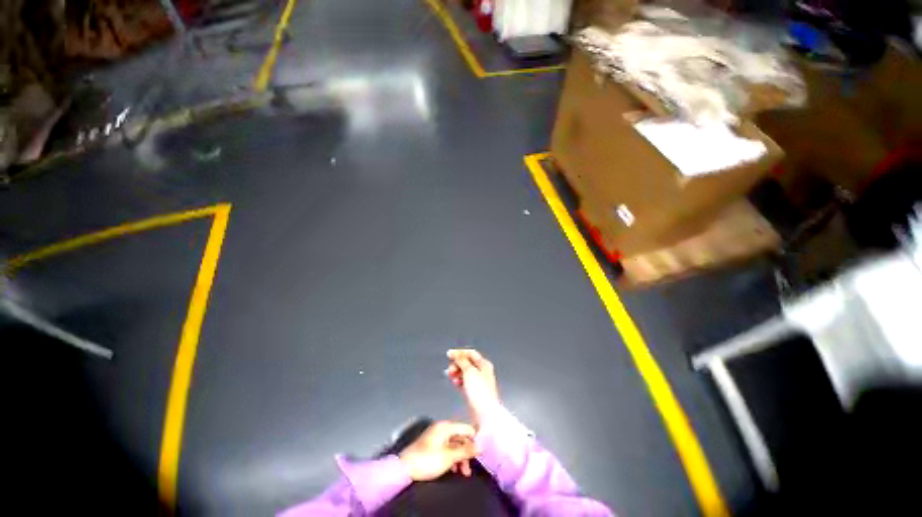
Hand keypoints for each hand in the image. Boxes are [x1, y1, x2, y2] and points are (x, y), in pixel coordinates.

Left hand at [399, 421, 478, 480]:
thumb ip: (466, 451)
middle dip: (467, 453)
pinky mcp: (432, 444)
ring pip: (455, 444)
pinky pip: (448, 448)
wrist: (405, 468)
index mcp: (447, 426)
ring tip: (462, 473)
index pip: (467, 428)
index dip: (474, 440)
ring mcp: (437, 436)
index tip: (479, 455)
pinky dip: (452, 458)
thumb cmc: (428, 460)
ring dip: (460, 457)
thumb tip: (481, 446)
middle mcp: (443, 427)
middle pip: (461, 437)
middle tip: (468, 470)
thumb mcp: (449, 457)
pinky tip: (453, 469)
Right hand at [446, 349, 499, 428]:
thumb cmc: (479, 391)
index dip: (459, 352)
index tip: (449, 354)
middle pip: (468, 362)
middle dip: (457, 364)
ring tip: (451, 376)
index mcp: (484, 364)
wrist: (485, 413)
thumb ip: (462, 361)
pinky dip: (460, 380)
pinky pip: (466, 381)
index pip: (470, 353)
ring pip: (466, 372)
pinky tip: (455, 383)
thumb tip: (456, 354)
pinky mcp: (476, 391)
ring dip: (457, 372)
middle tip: (450, 369)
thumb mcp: (469, 371)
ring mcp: (480, 381)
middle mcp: (483, 371)